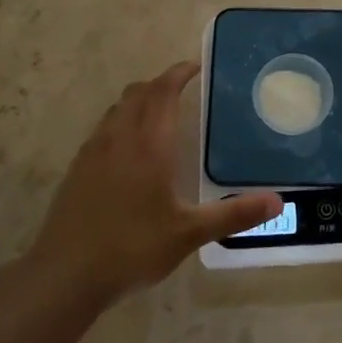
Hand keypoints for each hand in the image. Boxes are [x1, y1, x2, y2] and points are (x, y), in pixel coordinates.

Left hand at [27, 62, 280, 304]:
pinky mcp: (77, 169)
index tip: (195, 67)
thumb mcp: (188, 234)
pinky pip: (103, 129)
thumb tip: (278, 201)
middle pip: (137, 93)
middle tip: (182, 87)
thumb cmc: (131, 248)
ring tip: (158, 113)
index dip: (178, 74)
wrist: (64, 275)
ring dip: (138, 100)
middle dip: (160, 84)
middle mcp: (119, 139)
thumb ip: (233, 215)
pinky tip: (128, 149)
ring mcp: (93, 152)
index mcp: (148, 145)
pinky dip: (121, 121)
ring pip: (117, 109)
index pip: (163, 92)